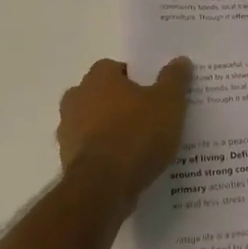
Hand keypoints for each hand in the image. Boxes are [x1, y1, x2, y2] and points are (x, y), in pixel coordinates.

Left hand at [57, 57, 191, 205]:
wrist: (103, 187)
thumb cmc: (137, 134)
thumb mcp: (169, 102)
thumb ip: (174, 79)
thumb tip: (180, 60)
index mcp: (98, 78)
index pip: (115, 68)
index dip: (135, 78)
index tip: (153, 92)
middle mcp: (76, 99)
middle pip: (102, 95)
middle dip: (121, 103)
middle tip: (149, 117)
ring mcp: (68, 131)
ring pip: (94, 123)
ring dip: (111, 130)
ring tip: (141, 145)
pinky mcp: (67, 161)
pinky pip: (92, 151)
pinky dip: (106, 155)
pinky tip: (128, 166)